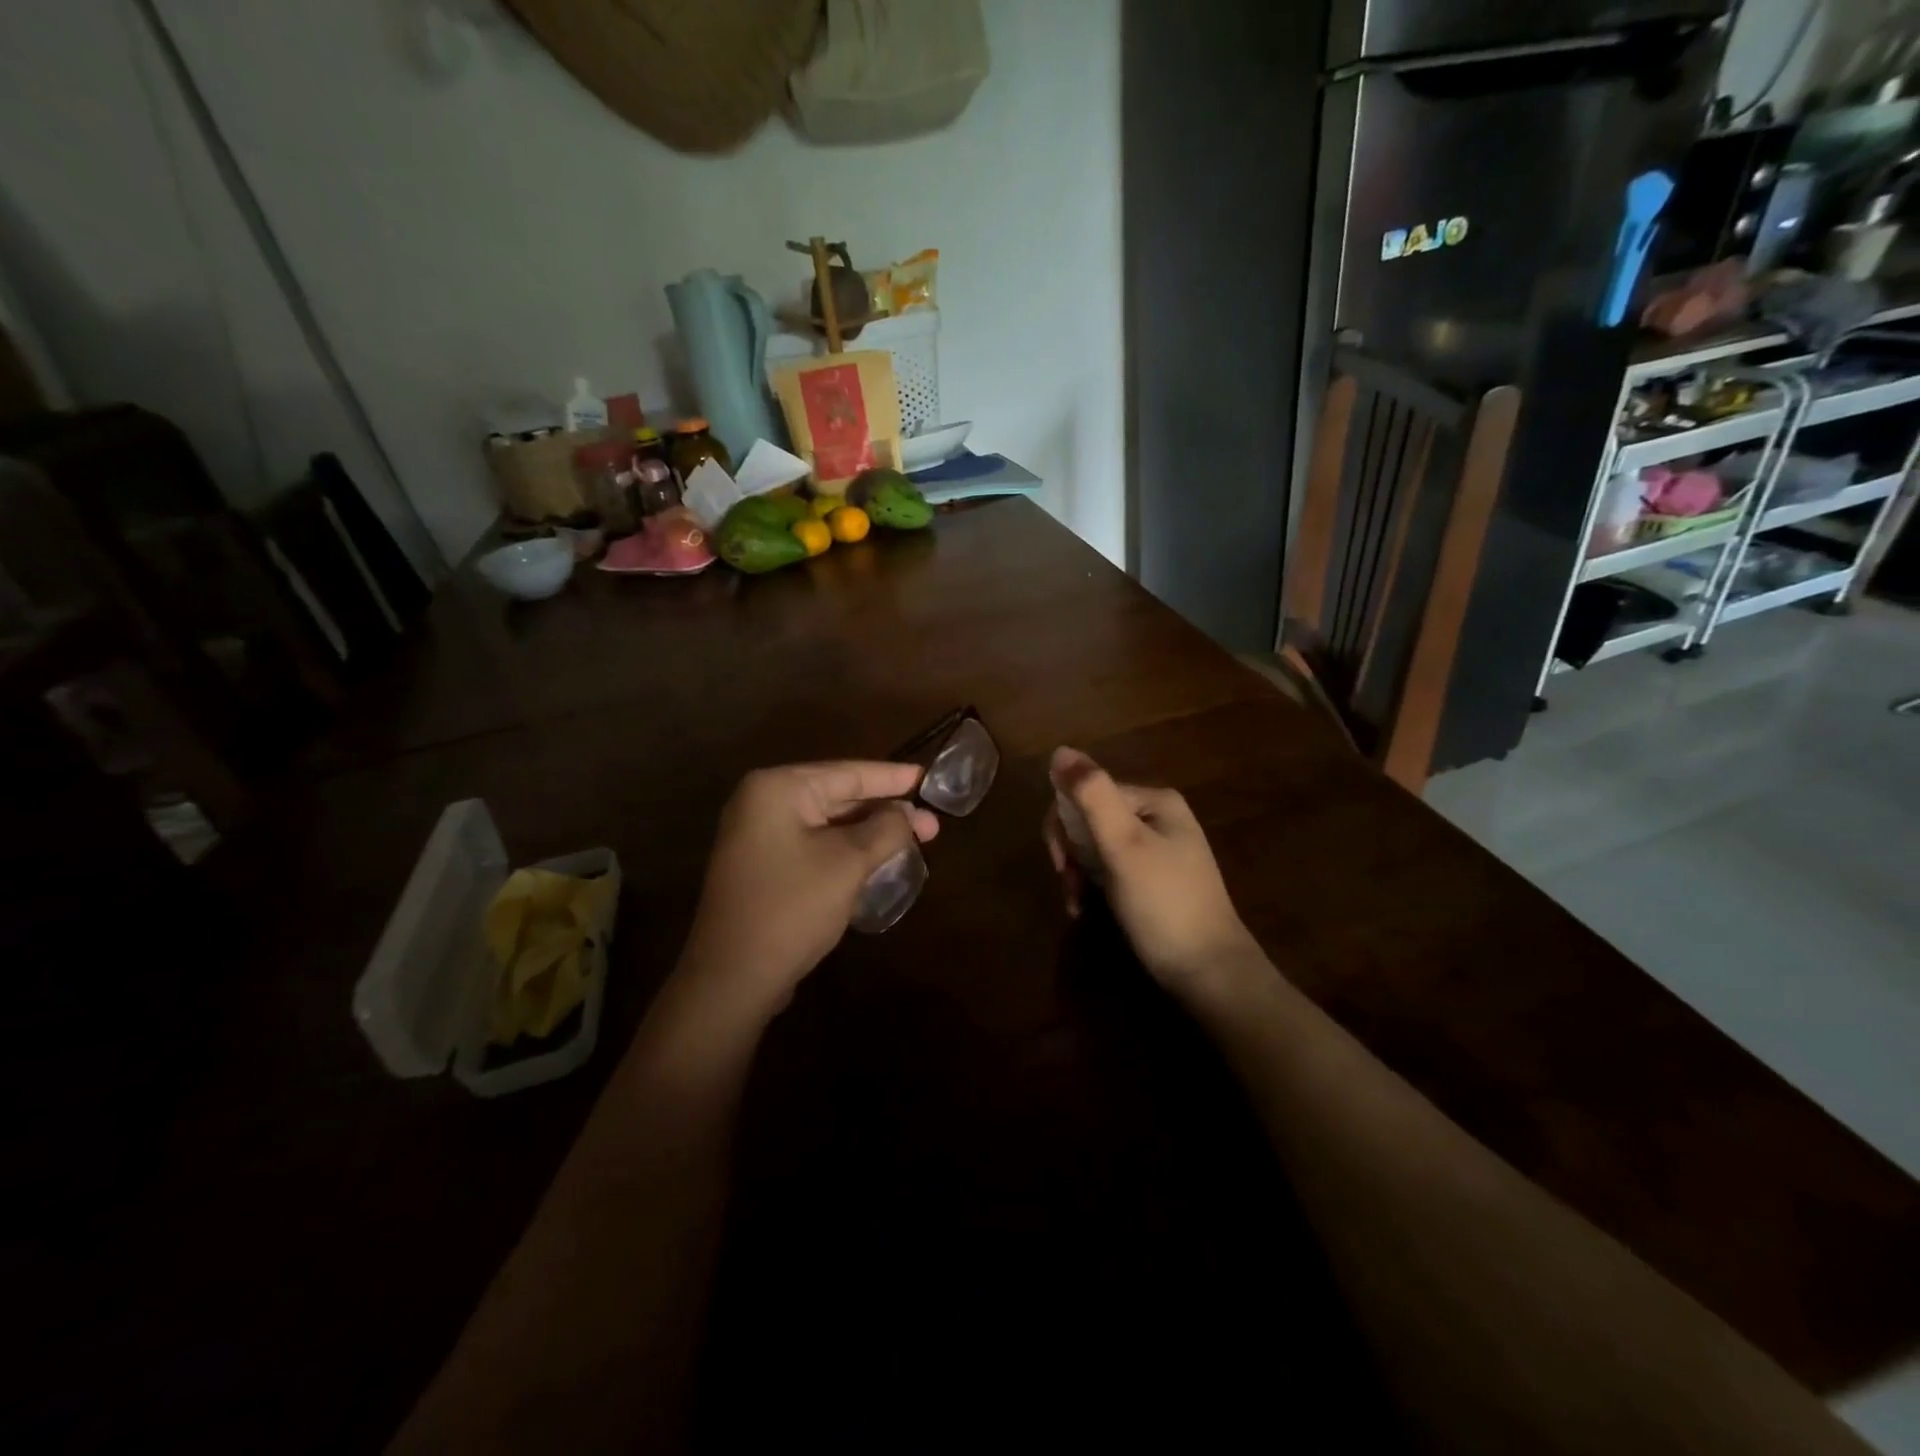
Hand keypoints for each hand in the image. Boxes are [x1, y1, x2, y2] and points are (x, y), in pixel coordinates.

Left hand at [680, 761, 938, 1007]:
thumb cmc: (792, 908)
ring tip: (916, 841)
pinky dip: (847, 850)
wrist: (732, 978)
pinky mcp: (764, 867)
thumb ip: (885, 829)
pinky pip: (815, 845)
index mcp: (778, 789)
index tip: (928, 777)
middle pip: (838, 796)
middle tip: (932, 824)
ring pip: (828, 824)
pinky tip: (879, 860)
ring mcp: (759, 836)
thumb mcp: (848, 863)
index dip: (893, 778)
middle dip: (886, 811)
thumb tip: (908, 813)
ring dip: (870, 833)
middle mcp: (763, 803)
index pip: (848, 773)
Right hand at [1042, 747, 1261, 998]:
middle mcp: (1157, 816)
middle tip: (1068, 887)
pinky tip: (1086, 909)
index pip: (1087, 793)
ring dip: (1076, 873)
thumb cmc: (1164, 904)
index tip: (1060, 865)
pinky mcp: (1152, 879)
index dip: (1063, 826)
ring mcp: (1156, 849)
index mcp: (1154, 800)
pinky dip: (1091, 887)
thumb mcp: (1124, 846)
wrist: (1210, 973)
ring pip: (1094, 846)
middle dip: (1069, 852)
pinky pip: (1109, 869)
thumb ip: (1092, 796)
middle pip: (1089, 818)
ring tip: (1077, 904)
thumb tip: (1059, 750)